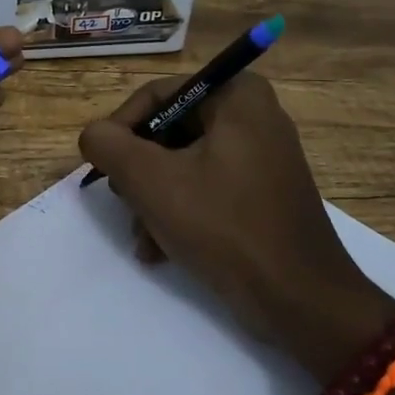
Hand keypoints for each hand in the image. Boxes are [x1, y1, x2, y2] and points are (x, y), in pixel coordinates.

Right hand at [79, 72, 394, 380]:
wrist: (299, 299)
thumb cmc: (224, 225)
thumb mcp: (151, 180)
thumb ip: (109, 146)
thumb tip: (94, 136)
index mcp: (237, 96)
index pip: (157, 95)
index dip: (121, 130)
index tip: (103, 169)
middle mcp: (254, 116)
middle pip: (169, 131)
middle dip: (140, 174)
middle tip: (125, 205)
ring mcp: (262, 156)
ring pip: (183, 164)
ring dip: (154, 201)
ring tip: (142, 238)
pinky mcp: (263, 193)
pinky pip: (207, 189)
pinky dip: (179, 213)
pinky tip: (159, 250)